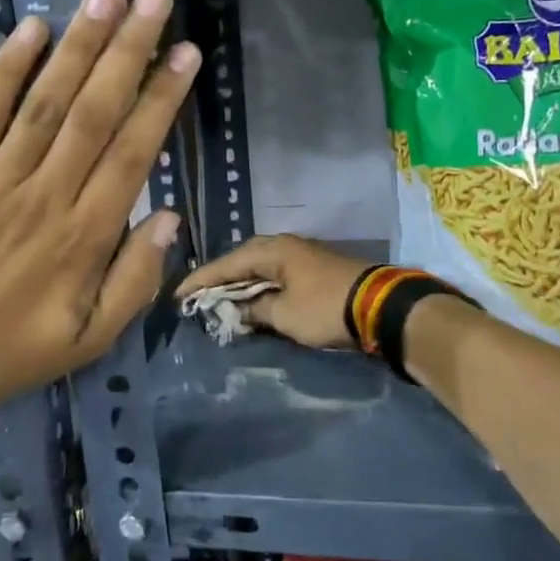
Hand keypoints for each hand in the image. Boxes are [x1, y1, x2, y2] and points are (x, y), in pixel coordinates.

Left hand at [0, 0, 199, 400]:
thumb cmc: (18, 350)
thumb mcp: (93, 339)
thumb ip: (136, 280)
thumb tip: (168, 217)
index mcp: (86, 235)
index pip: (134, 152)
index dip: (163, 99)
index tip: (186, 53)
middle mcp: (47, 195)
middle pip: (94, 112)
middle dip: (128, 50)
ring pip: (44, 102)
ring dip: (78, 46)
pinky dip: (5, 69)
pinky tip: (31, 28)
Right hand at [176, 235, 372, 350]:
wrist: (381, 307)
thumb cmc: (326, 307)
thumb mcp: (284, 314)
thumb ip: (255, 310)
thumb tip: (239, 309)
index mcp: (273, 250)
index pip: (226, 264)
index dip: (201, 280)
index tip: (178, 294)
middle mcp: (285, 246)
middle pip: (242, 260)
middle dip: (220, 279)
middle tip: (198, 296)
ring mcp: (302, 256)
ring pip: (260, 268)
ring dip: (241, 284)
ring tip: (220, 300)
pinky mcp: (315, 271)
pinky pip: (276, 276)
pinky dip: (261, 288)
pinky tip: (253, 300)